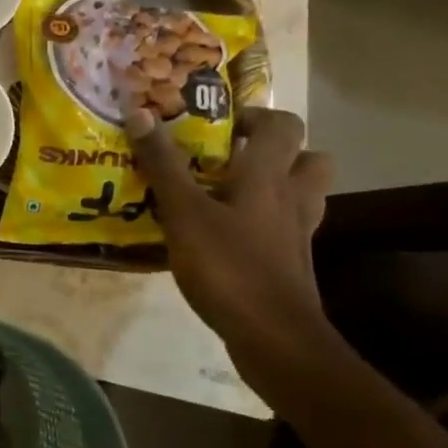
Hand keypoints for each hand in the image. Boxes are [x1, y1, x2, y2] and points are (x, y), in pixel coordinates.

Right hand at [124, 106, 334, 353]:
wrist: (273, 336)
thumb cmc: (228, 265)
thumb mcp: (184, 212)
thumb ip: (163, 164)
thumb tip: (140, 111)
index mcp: (269, 176)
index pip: (282, 125)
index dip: (254, 115)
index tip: (218, 124)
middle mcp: (292, 198)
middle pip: (307, 158)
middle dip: (274, 150)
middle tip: (229, 157)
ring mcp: (297, 233)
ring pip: (301, 193)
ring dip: (274, 184)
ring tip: (229, 191)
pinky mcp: (291, 262)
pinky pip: (284, 227)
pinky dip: (262, 222)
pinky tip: (227, 233)